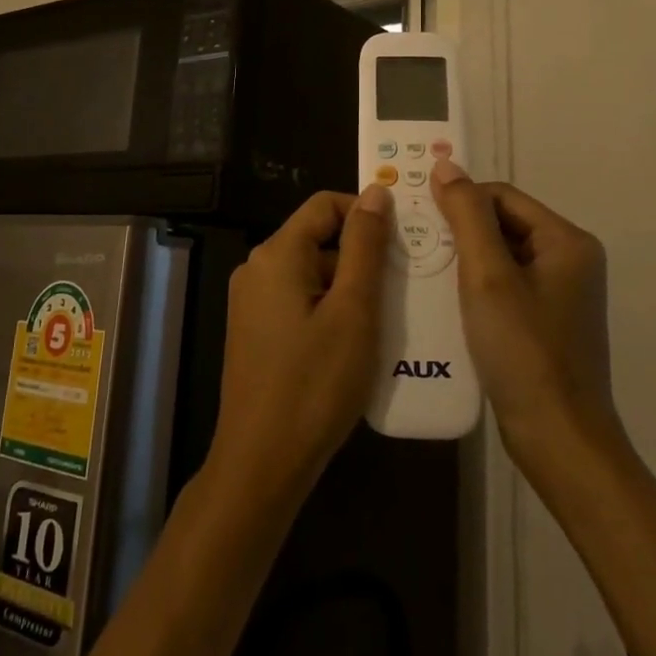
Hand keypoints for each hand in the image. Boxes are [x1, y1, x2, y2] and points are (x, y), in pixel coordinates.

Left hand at [204, 186, 392, 508]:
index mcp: (276, 253)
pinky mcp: (255, 330)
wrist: (262, 462)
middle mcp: (257, 268)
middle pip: (317, 238)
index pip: (325, 205)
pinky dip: (329, 308)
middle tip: (402, 286)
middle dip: (361, 256)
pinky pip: (298, 300)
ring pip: (311, 272)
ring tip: (386, 318)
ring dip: (348, 287)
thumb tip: (376, 193)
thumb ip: (365, 247)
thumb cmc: (315, 384)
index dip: (365, 213)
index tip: (403, 240)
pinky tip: (356, 341)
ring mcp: (252, 301)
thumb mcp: (353, 311)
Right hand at [429, 159, 618, 467]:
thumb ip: (466, 216)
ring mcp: (559, 294)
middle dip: (458, 231)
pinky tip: (443, 301)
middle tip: (413, 243)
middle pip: (502, 224)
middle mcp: (569, 260)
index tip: (418, 216)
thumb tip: (446, 166)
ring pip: (500, 257)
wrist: (558, 440)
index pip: (502, 195)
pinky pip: (504, 287)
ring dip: (462, 260)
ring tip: (421, 269)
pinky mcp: (545, 323)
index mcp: (566, 241)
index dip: (459, 200)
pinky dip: (473, 287)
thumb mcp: (488, 276)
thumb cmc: (523, 351)